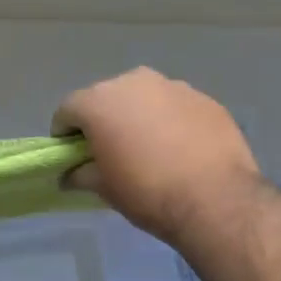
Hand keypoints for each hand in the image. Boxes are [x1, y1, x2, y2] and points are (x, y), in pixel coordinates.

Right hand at [54, 68, 261, 244]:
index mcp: (99, 101)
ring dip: (138, 116)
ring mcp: (172, 86)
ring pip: (143, 98)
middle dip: (103, 120)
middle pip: (106, 98)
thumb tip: (69, 175)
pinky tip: (179, 148)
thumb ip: (81, 174)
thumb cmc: (146, 192)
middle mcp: (132, 82)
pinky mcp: (204, 98)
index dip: (64, 134)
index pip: (67, 110)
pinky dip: (169, 121)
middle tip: (110, 150)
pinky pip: (174, 106)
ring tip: (149, 148)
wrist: (215, 199)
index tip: (71, 156)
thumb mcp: (104, 188)